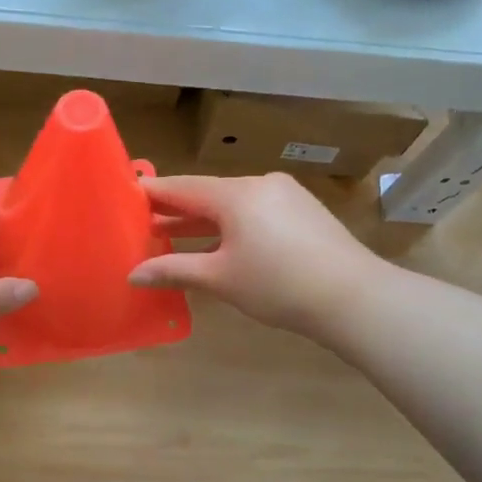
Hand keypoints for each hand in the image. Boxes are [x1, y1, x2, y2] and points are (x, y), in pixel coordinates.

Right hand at [129, 173, 375, 339]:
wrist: (354, 297)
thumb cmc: (278, 285)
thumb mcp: (220, 278)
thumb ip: (174, 271)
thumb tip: (133, 275)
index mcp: (236, 194)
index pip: (182, 187)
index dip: (153, 193)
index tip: (127, 196)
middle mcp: (260, 184)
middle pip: (208, 194)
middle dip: (177, 212)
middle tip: (144, 224)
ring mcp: (287, 196)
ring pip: (234, 204)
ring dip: (204, 222)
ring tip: (174, 238)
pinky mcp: (304, 212)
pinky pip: (256, 212)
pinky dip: (233, 226)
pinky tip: (221, 246)